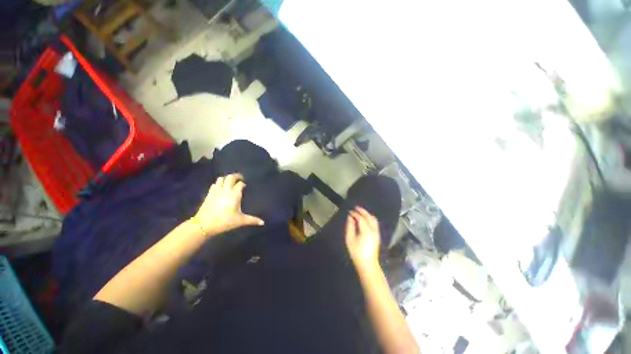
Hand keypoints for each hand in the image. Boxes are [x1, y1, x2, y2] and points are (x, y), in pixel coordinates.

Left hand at [192, 173, 263, 235]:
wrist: (204, 225)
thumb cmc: (225, 221)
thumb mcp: (240, 221)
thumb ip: (252, 220)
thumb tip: (263, 223)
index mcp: (235, 194)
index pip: (240, 184)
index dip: (243, 184)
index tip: (245, 186)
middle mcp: (226, 190)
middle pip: (230, 177)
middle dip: (236, 176)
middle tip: (240, 178)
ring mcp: (216, 191)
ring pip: (221, 178)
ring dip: (226, 178)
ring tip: (230, 182)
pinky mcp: (209, 194)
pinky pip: (214, 184)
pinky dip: (219, 183)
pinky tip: (221, 188)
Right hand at [345, 207, 380, 270]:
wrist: (368, 264)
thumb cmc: (357, 252)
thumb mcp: (350, 239)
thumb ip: (350, 226)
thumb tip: (350, 217)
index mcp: (366, 230)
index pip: (361, 218)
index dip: (355, 213)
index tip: (349, 211)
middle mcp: (373, 230)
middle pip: (369, 217)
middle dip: (362, 211)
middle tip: (355, 207)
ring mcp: (377, 233)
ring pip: (374, 219)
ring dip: (367, 214)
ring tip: (360, 211)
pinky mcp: (377, 235)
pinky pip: (375, 223)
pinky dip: (370, 218)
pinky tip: (365, 219)